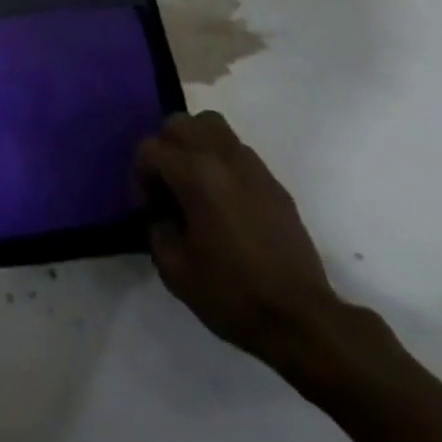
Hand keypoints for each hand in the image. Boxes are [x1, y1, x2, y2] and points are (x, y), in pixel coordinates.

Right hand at [136, 111, 341, 370]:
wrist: (301, 319)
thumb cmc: (233, 294)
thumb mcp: (175, 271)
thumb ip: (156, 230)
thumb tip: (159, 214)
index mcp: (196, 175)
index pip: (151, 149)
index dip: (140, 176)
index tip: (148, 208)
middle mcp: (223, 158)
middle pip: (180, 123)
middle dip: (164, 148)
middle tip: (165, 186)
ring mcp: (252, 166)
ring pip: (212, 126)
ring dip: (193, 144)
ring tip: (192, 180)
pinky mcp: (273, 181)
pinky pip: (236, 150)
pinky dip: (220, 160)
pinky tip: (222, 199)